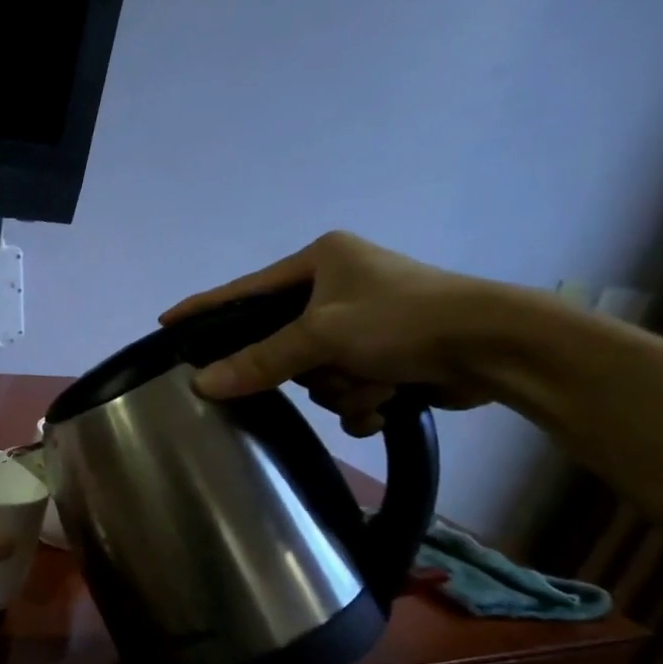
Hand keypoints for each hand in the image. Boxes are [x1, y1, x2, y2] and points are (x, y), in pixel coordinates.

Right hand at [160, 231, 500, 435]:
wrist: (496, 348)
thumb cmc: (403, 320)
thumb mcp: (321, 336)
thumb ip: (258, 360)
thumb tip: (200, 384)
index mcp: (321, 261)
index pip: (245, 290)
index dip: (205, 309)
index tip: (166, 323)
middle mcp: (339, 287)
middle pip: (282, 344)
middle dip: (308, 368)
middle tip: (325, 368)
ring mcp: (363, 324)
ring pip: (315, 375)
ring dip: (342, 388)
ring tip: (377, 382)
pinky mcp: (387, 356)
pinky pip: (345, 390)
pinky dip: (363, 401)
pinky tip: (388, 400)